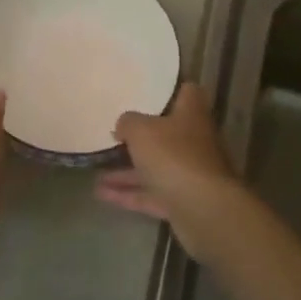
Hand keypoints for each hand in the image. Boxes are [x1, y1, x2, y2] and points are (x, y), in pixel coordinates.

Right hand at [96, 83, 242, 258]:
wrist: (203, 210)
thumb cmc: (174, 156)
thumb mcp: (141, 130)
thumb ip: (128, 122)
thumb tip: (123, 125)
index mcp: (191, 115)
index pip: (188, 93)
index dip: (172, 89)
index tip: (150, 90)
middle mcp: (194, 142)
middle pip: (168, 133)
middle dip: (142, 136)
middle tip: (115, 133)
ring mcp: (189, 174)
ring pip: (155, 167)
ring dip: (127, 171)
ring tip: (96, 170)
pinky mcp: (182, 202)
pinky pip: (151, 194)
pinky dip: (129, 194)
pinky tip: (101, 194)